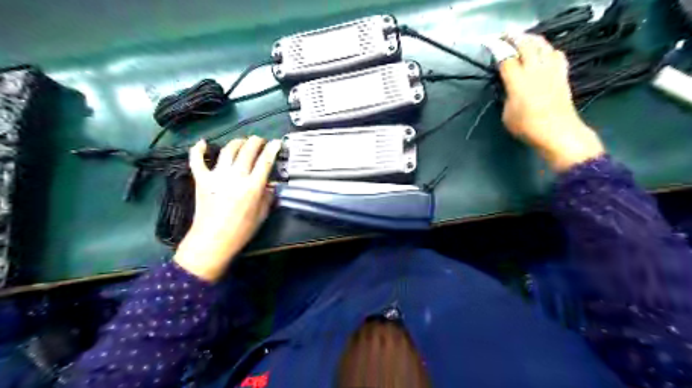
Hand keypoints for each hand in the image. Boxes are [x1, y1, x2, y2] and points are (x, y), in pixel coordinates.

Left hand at [176, 136, 280, 281]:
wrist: (213, 241)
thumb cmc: (241, 231)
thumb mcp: (262, 215)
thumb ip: (268, 197)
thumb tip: (271, 185)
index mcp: (252, 186)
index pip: (265, 161)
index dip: (272, 148)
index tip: (277, 142)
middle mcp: (236, 177)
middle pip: (247, 150)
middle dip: (256, 141)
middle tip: (260, 141)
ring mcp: (216, 176)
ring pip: (227, 150)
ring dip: (237, 142)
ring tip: (242, 142)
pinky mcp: (201, 180)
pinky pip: (197, 161)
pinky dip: (198, 150)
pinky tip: (202, 143)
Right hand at [497, 33, 606, 172]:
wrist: (557, 132)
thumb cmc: (527, 127)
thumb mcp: (506, 114)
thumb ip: (505, 96)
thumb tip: (507, 86)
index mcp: (517, 81)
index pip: (506, 58)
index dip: (496, 50)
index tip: (489, 45)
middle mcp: (535, 70)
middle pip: (525, 44)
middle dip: (513, 37)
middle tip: (503, 37)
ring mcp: (551, 70)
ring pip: (542, 45)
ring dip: (531, 39)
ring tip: (522, 39)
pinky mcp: (562, 74)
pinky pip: (556, 53)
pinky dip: (548, 49)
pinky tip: (544, 53)